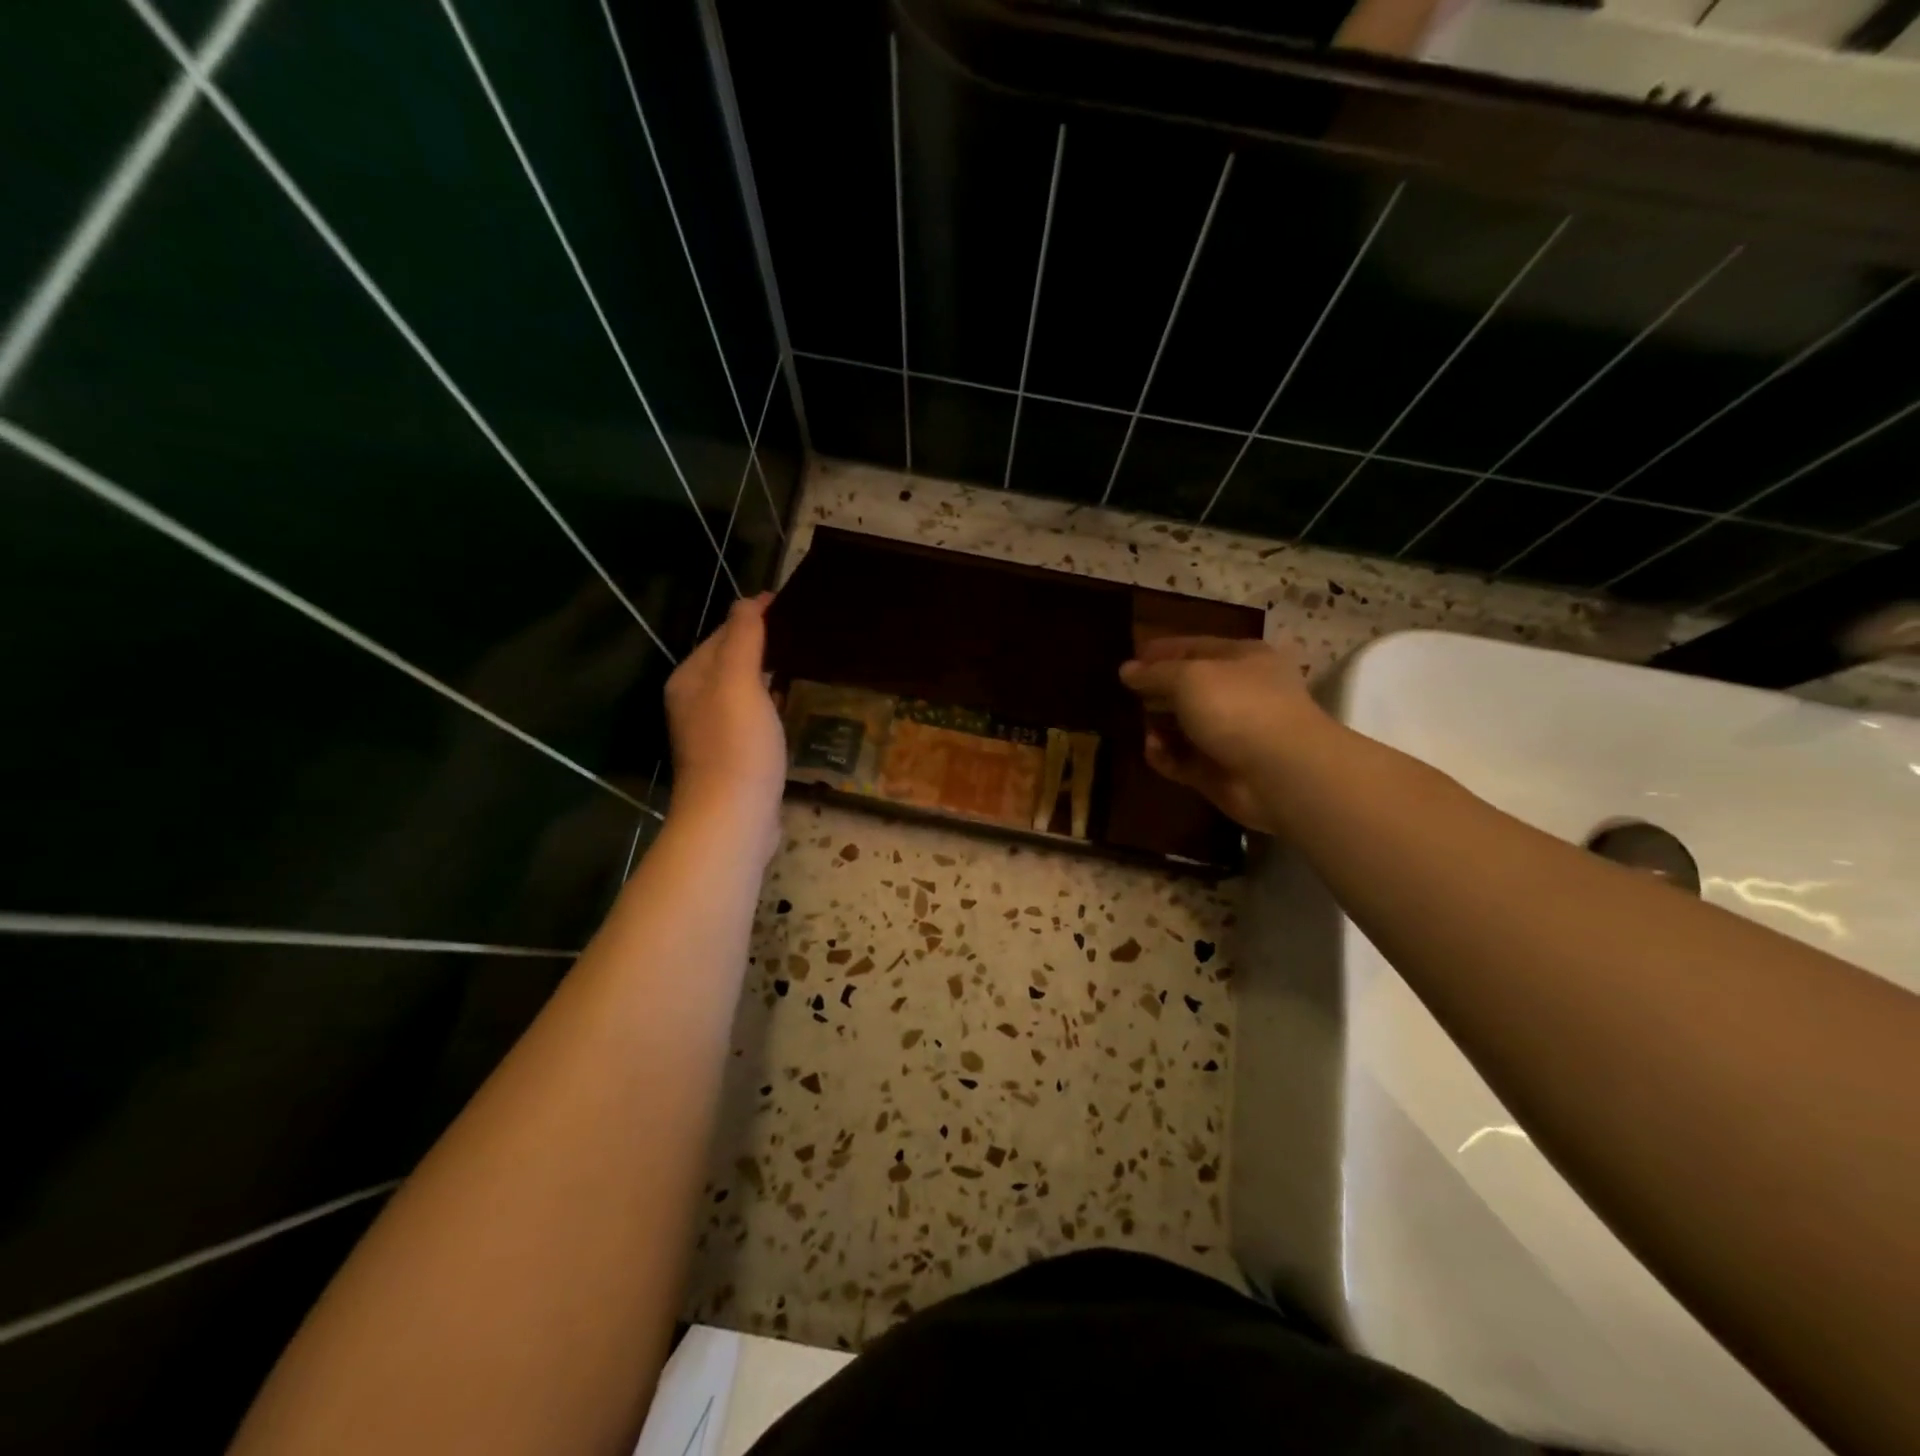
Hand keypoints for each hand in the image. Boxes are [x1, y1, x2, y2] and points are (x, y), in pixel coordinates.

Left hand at [664, 593, 785, 854]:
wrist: (733, 817)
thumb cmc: (736, 745)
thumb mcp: (738, 681)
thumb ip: (743, 638)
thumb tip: (749, 601)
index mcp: (690, 679)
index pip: (722, 634)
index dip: (754, 617)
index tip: (791, 604)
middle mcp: (694, 702)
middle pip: (729, 661)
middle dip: (761, 644)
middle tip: (804, 631)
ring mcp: (713, 733)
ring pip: (742, 690)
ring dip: (767, 674)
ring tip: (803, 661)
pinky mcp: (734, 757)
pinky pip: (753, 717)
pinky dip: (770, 703)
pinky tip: (790, 705)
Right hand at [1118, 636, 1318, 834]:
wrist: (1280, 773)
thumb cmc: (1237, 707)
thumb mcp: (1189, 677)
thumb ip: (1154, 673)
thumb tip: (1126, 670)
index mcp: (1242, 659)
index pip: (1194, 648)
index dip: (1160, 652)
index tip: (1128, 661)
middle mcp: (1239, 693)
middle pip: (1187, 689)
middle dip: (1156, 693)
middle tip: (1123, 697)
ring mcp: (1231, 734)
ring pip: (1183, 726)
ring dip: (1158, 727)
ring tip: (1139, 728)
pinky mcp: (1220, 770)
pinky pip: (1183, 759)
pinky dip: (1166, 756)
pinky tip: (1153, 751)